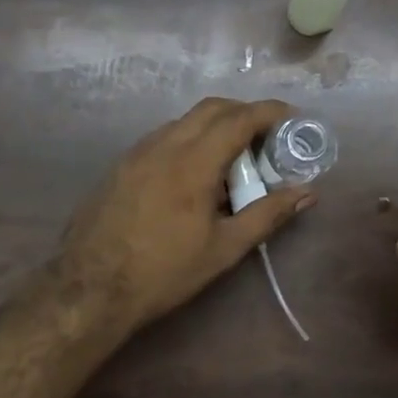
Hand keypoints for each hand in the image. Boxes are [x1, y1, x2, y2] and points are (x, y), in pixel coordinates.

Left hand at [59, 97, 314, 334]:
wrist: (90, 288)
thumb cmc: (164, 272)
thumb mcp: (223, 249)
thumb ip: (267, 214)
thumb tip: (307, 193)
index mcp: (193, 162)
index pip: (238, 119)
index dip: (269, 112)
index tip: (292, 117)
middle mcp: (163, 145)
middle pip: (210, 109)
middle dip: (243, 113)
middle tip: (266, 137)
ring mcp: (137, 152)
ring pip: (184, 121)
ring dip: (214, 127)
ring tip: (233, 159)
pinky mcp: (121, 165)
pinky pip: (163, 138)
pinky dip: (189, 140)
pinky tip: (195, 175)